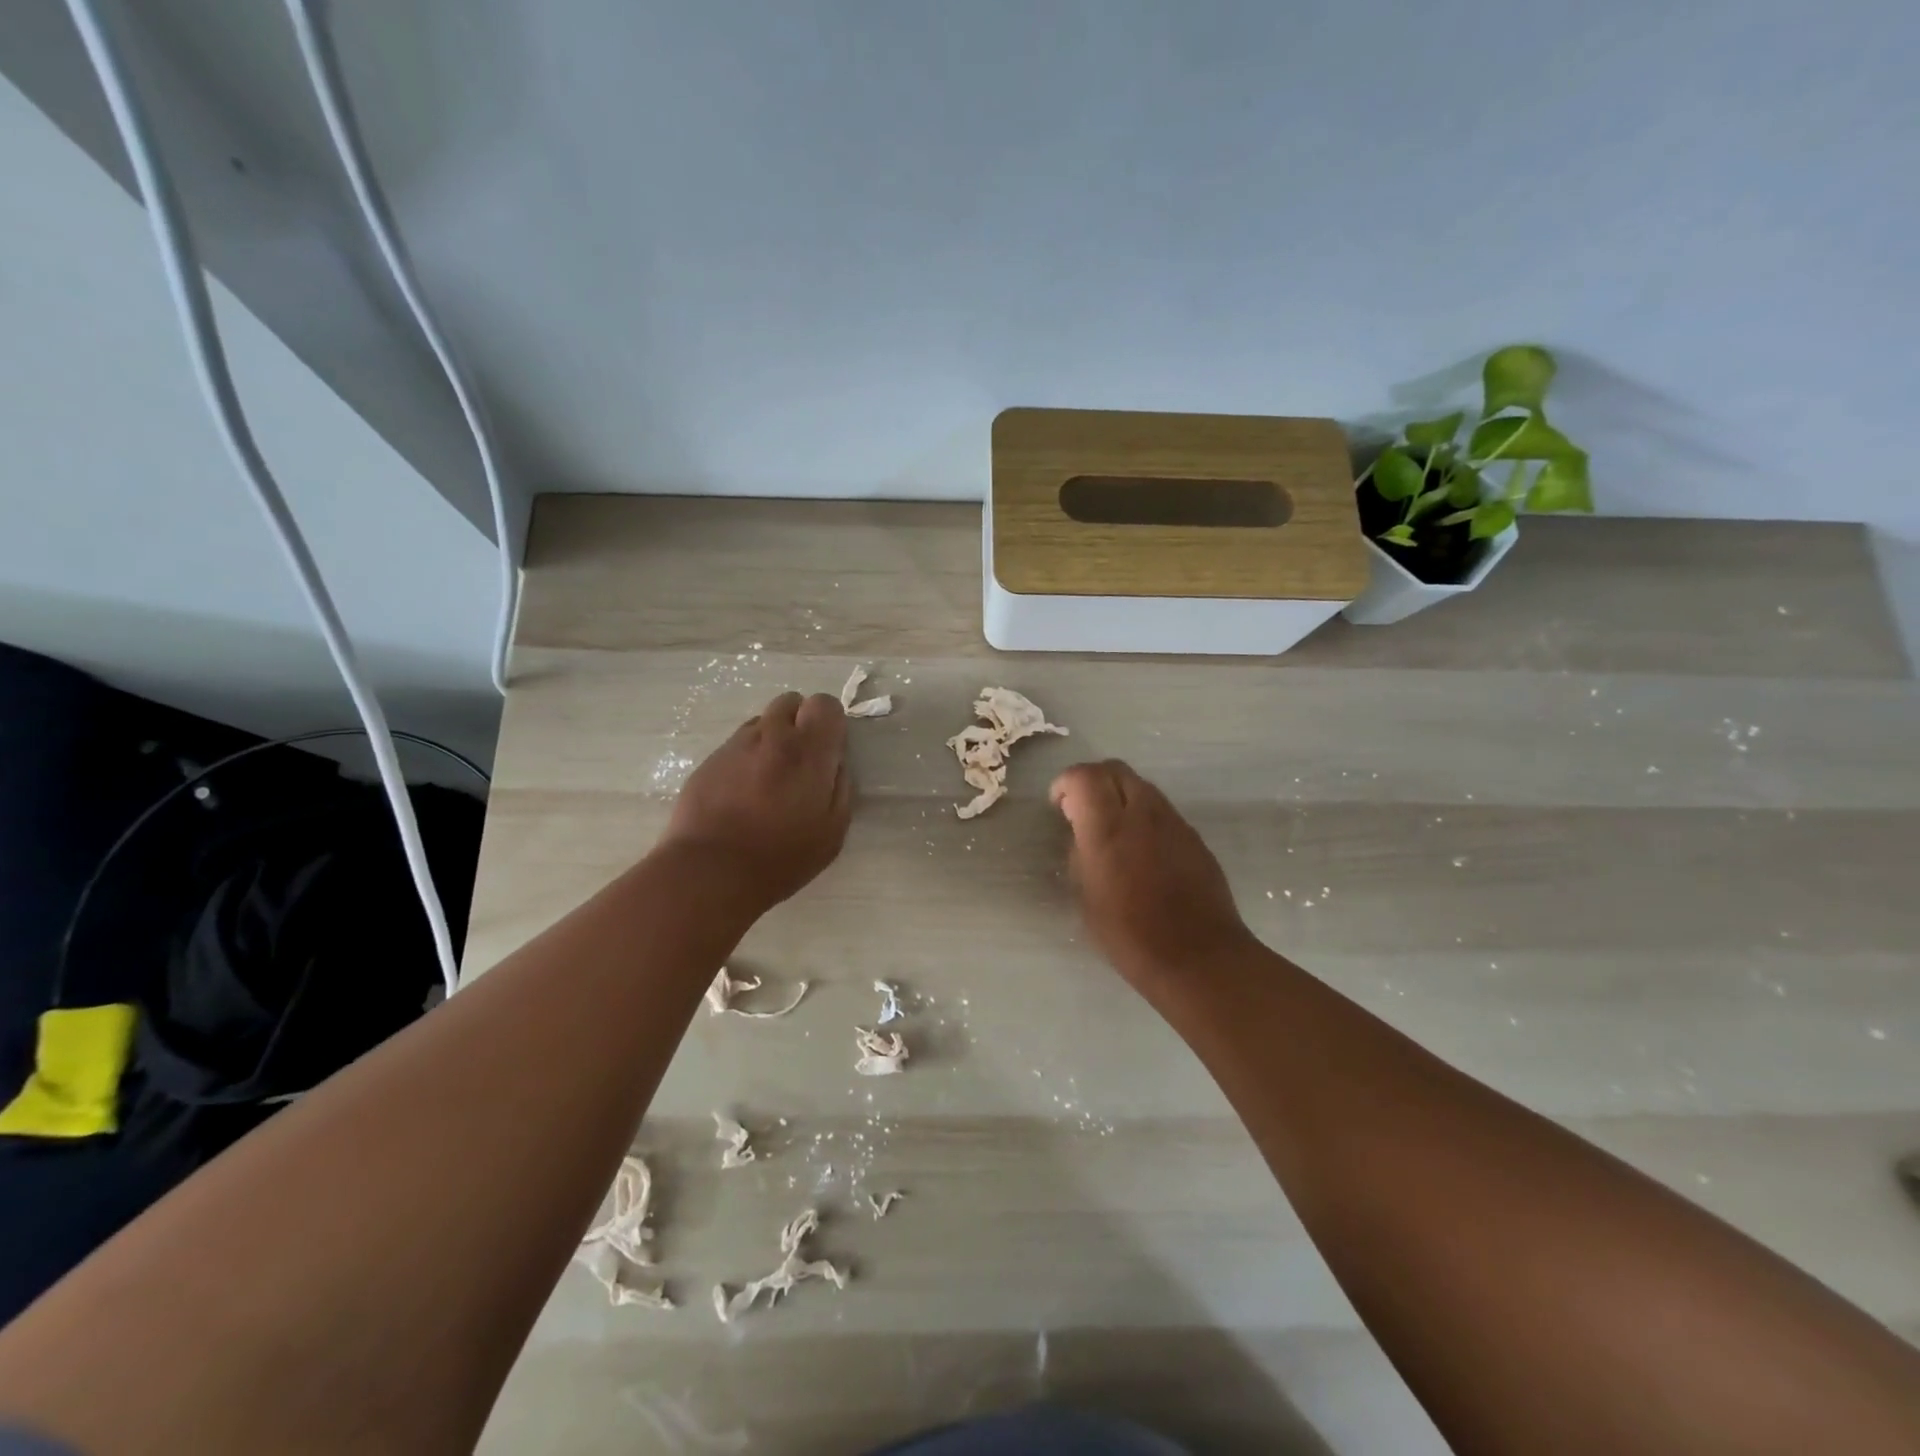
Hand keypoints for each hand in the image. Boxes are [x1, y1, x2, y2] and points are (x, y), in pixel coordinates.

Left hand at [660, 691, 851, 912]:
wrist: (710, 871)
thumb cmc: (781, 857)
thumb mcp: (833, 831)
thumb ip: (841, 787)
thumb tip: (835, 763)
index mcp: (808, 751)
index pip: (825, 703)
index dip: (829, 722)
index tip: (828, 750)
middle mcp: (772, 736)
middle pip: (791, 702)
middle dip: (800, 723)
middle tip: (800, 762)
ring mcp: (736, 745)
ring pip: (761, 723)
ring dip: (771, 740)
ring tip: (768, 780)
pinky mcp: (709, 760)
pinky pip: (736, 745)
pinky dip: (746, 758)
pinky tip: (742, 793)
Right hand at [1051, 760, 1256, 994]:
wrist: (1198, 957)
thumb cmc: (1129, 934)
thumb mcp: (1085, 895)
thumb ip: (1079, 852)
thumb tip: (1081, 831)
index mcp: (1108, 828)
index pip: (1084, 776)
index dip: (1066, 783)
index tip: (1059, 806)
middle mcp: (1143, 814)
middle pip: (1115, 769)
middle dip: (1093, 781)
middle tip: (1081, 811)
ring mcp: (1174, 822)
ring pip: (1141, 786)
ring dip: (1120, 796)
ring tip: (1112, 831)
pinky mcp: (1194, 837)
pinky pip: (1162, 810)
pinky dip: (1143, 815)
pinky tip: (1141, 850)